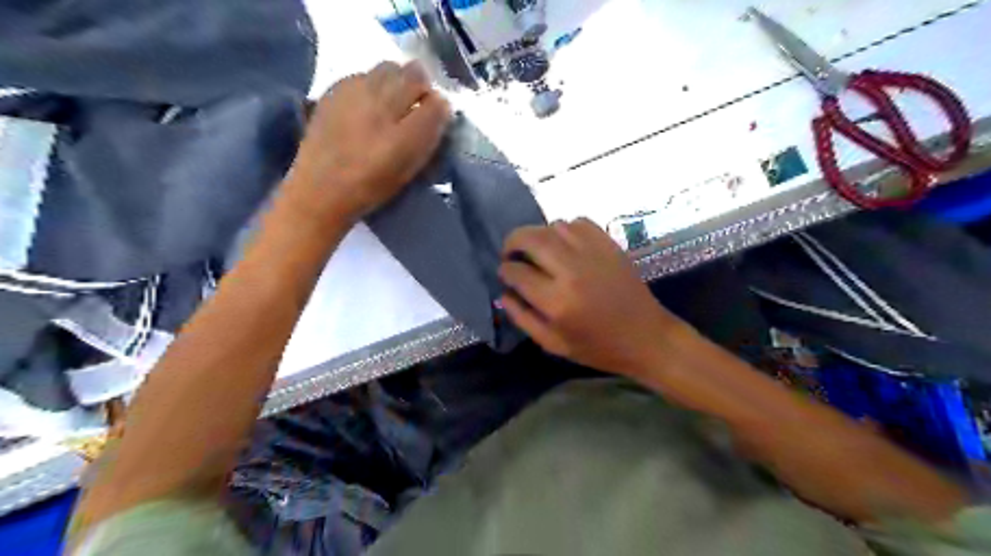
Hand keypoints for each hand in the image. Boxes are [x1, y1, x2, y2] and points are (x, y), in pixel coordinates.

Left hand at [285, 58, 450, 223]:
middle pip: (412, 72)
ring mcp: (353, 90)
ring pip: (386, 70)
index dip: (439, 106)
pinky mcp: (332, 92)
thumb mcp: (411, 165)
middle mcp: (379, 98)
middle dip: (418, 87)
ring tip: (390, 107)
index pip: (435, 99)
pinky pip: (362, 76)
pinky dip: (371, 86)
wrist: (320, 191)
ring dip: (395, 82)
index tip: (435, 119)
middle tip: (415, 109)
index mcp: (404, 126)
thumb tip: (441, 105)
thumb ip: (429, 131)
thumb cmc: (371, 185)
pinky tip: (366, 108)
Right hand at [499, 219, 685, 376]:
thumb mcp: (553, 344)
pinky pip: (578, 223)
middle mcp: (572, 270)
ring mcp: (593, 253)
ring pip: (553, 226)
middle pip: (530, 238)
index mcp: (556, 301)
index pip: (516, 272)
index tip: (505, 274)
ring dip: (538, 235)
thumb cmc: (597, 347)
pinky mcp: (609, 244)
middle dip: (512, 242)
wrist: (646, 337)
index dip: (505, 270)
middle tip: (511, 253)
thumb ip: (522, 318)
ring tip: (538, 250)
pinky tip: (564, 245)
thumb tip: (504, 293)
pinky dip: (564, 229)